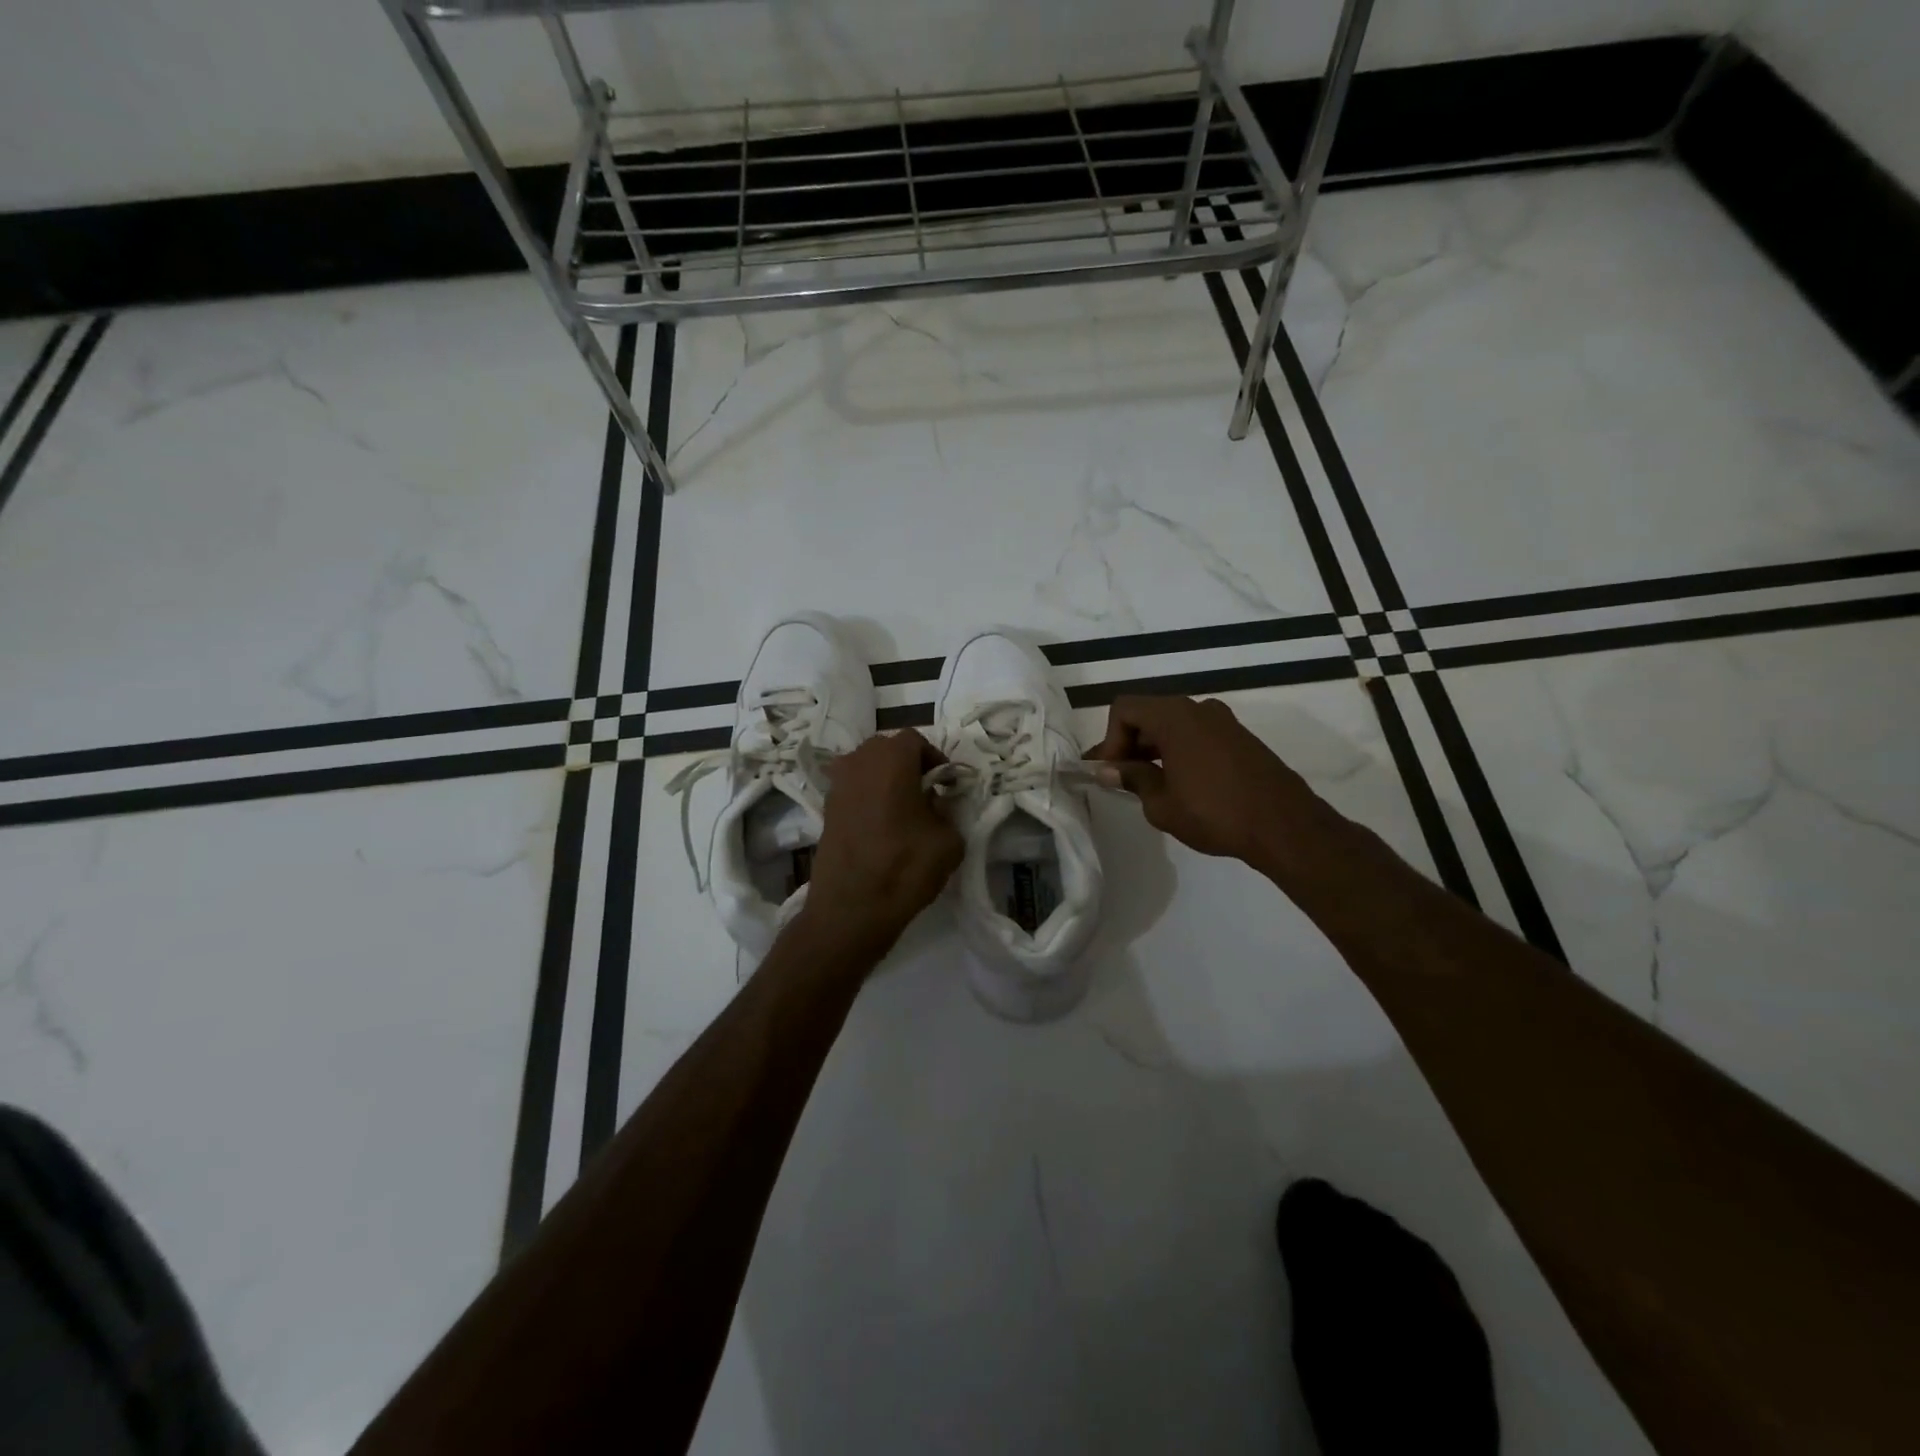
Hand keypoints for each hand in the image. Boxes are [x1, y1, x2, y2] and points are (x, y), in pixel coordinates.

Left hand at [798, 731, 963, 959]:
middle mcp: (859, 762)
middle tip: (925, 792)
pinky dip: (868, 796)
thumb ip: (947, 811)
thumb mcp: (949, 840)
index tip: (946, 784)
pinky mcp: (825, 809)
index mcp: (891, 759)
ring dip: (885, 779)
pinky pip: (852, 789)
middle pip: (886, 748)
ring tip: (903, 809)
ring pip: (866, 767)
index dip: (934, 758)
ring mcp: (837, 785)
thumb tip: (935, 805)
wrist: (851, 909)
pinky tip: (881, 824)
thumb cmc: (905, 867)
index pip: (915, 740)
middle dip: (907, 764)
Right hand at [1089, 695, 1330, 867]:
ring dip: (1154, 748)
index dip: (1109, 739)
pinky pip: (1196, 735)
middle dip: (1129, 744)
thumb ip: (1133, 779)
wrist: (1284, 825)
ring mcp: (1223, 722)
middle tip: (1120, 779)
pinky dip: (1178, 751)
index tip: (1112, 772)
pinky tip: (1180, 784)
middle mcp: (1198, 709)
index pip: (1125, 709)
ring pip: (1173, 725)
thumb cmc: (1214, 813)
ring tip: (1148, 784)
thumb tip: (1108, 769)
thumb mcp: (1162, 803)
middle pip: (1149, 714)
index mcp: (1174, 717)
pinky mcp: (1240, 738)